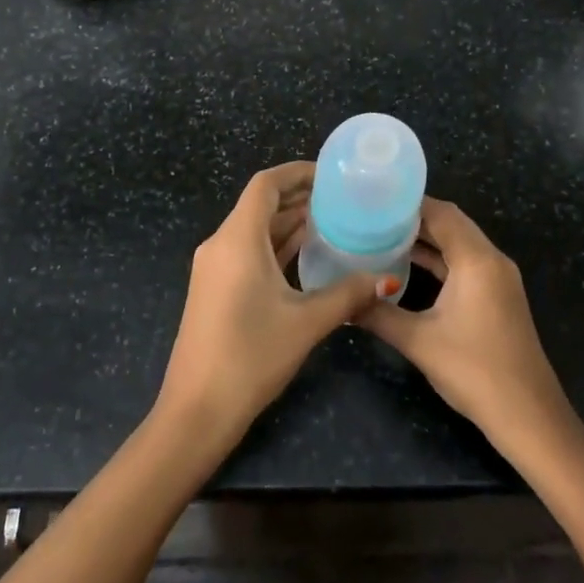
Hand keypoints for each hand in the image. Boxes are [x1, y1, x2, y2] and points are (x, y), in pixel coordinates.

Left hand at [157, 162, 391, 452]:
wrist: (197, 409)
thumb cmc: (251, 356)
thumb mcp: (306, 322)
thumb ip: (348, 294)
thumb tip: (387, 279)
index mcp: (237, 239)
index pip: (265, 185)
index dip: (297, 173)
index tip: (331, 175)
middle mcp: (220, 245)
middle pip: (260, 205)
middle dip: (299, 198)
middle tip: (343, 200)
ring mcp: (214, 269)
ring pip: (255, 231)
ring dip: (289, 224)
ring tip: (334, 223)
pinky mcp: (215, 290)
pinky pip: (248, 253)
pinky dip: (277, 248)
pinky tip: (308, 258)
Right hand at [359, 198, 574, 454]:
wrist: (527, 415)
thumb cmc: (474, 371)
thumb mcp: (418, 340)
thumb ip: (378, 314)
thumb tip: (342, 300)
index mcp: (477, 260)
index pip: (442, 213)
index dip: (408, 203)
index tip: (373, 199)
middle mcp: (492, 260)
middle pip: (451, 224)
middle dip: (413, 219)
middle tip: (370, 216)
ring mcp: (498, 279)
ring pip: (458, 245)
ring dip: (426, 240)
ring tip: (381, 236)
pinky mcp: (497, 297)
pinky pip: (465, 264)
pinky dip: (439, 261)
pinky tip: (407, 267)